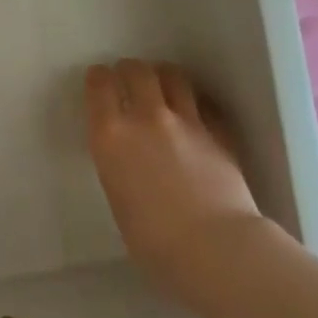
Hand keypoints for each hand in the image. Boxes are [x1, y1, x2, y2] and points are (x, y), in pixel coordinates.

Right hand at [85, 60, 264, 290]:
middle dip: (130, 70)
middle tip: (129, 77)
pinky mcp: (219, 132)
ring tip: (164, 83)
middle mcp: (146, 118)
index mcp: (111, 137)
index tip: (99, 79)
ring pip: (174, 76)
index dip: (98, 78)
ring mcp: (186, 121)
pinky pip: (204, 104)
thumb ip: (121, 167)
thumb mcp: (119, 199)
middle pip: (137, 71)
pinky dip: (196, 103)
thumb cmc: (153, 242)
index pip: (99, 86)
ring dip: (164, 76)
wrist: (213, 247)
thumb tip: (131, 161)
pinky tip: (196, 113)